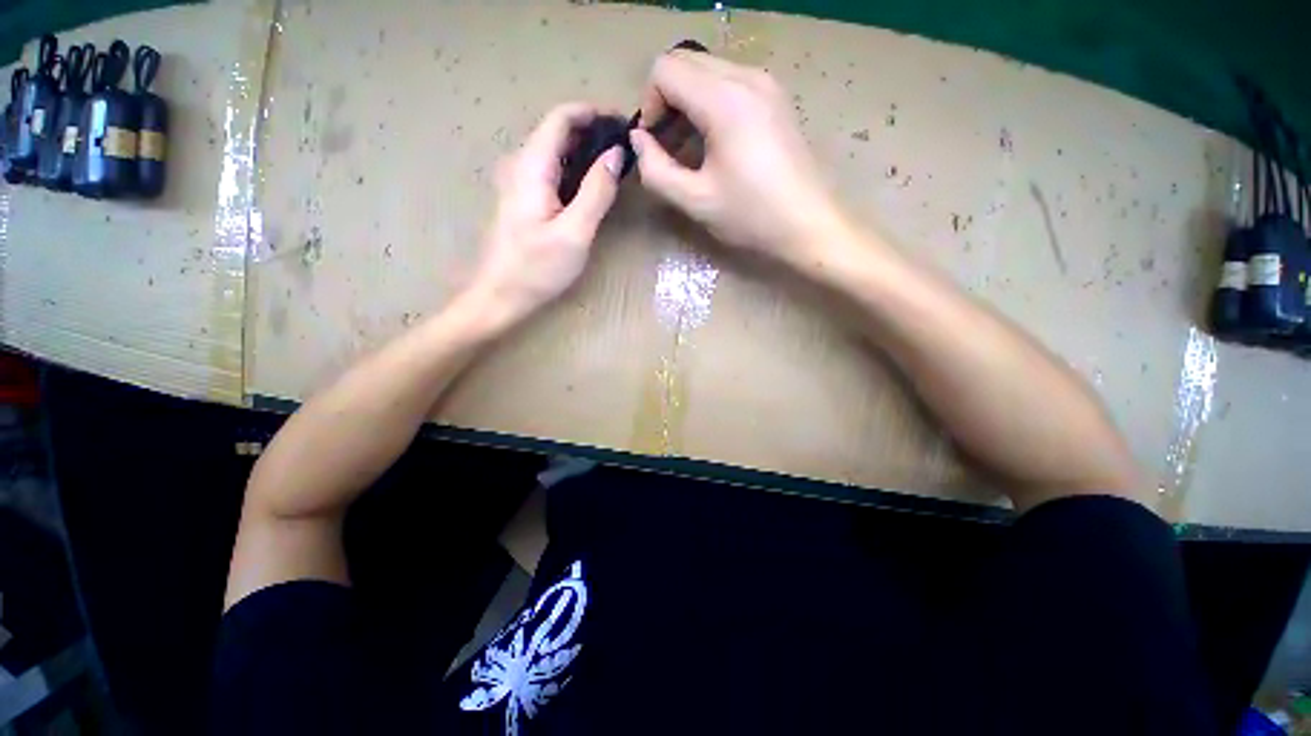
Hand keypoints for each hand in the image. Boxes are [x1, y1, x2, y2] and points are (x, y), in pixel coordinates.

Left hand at [467, 102, 622, 325]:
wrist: (499, 295)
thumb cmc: (537, 269)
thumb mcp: (575, 233)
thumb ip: (596, 192)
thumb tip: (616, 154)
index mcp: (532, 167)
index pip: (561, 118)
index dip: (592, 113)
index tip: (623, 124)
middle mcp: (522, 166)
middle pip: (557, 132)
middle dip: (592, 132)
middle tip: (625, 150)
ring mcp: (519, 183)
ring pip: (555, 152)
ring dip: (585, 152)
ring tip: (615, 167)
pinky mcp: (523, 200)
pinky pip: (551, 172)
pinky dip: (574, 171)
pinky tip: (591, 188)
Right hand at [631, 51, 846, 262]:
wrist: (808, 224)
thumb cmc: (751, 216)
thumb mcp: (695, 201)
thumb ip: (656, 170)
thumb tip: (638, 140)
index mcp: (725, 100)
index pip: (665, 70)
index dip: (649, 105)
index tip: (655, 145)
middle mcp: (746, 76)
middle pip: (685, 62)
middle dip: (667, 102)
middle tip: (669, 148)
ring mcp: (766, 83)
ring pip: (707, 70)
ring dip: (688, 103)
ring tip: (691, 149)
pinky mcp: (776, 97)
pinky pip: (730, 82)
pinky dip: (710, 104)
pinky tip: (716, 143)